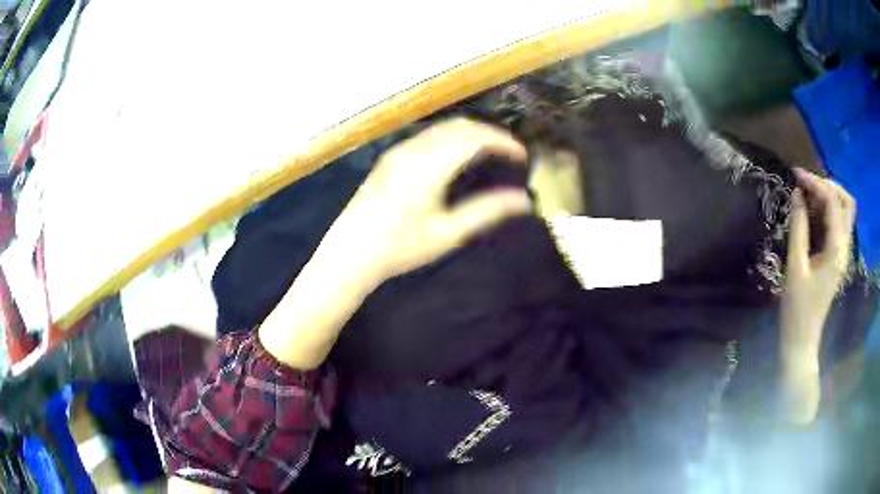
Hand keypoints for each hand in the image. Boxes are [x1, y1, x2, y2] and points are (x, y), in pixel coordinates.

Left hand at [322, 118, 530, 281]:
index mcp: (428, 167)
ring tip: (492, 154)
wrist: (350, 253)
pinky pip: (429, 136)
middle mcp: (413, 150)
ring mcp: (399, 151)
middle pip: (459, 126)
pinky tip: (460, 157)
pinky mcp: (391, 157)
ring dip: (471, 134)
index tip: (522, 155)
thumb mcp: (447, 234)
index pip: (474, 139)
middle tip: (510, 153)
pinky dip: (452, 138)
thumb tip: (523, 201)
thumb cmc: (399, 248)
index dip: (503, 142)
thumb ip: (486, 211)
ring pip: (443, 128)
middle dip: (490, 134)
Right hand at [781, 168, 855, 354]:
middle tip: (807, 184)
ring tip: (807, 194)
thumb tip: (797, 193)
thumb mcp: (795, 266)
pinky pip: (837, 224)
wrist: (801, 339)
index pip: (833, 202)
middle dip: (828, 185)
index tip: (796, 175)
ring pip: (843, 211)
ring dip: (828, 196)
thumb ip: (799, 227)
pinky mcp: (836, 257)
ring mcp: (842, 252)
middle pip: (846, 202)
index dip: (815, 183)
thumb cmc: (797, 308)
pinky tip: (811, 212)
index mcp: (837, 249)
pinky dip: (826, 211)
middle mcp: (844, 246)